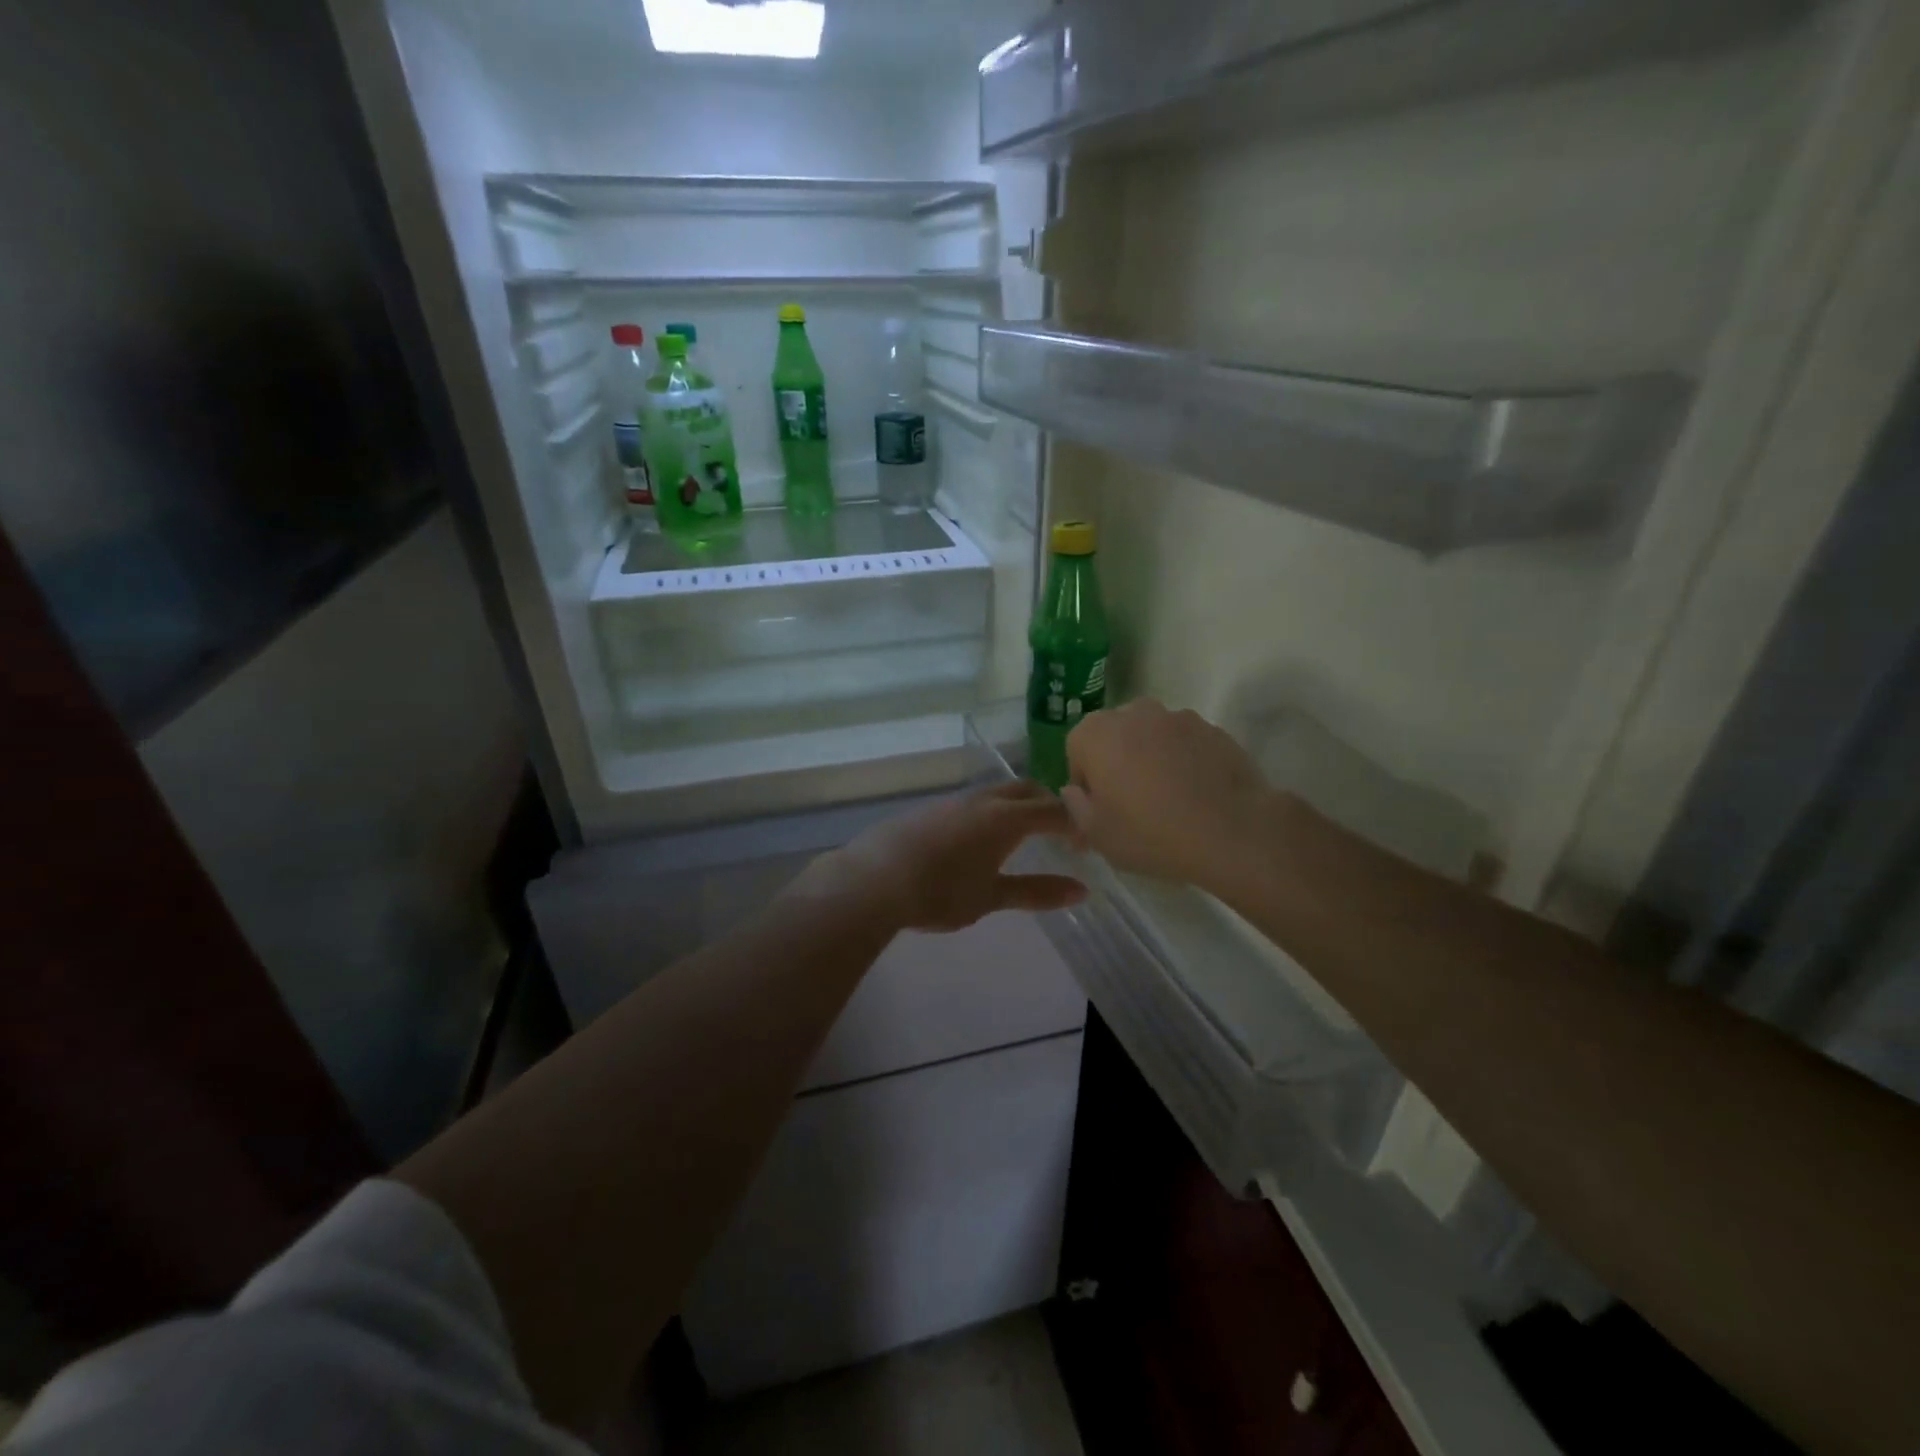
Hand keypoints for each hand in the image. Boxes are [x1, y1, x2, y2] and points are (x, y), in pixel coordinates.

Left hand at [789, 781, 1086, 932]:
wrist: (873, 880)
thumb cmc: (939, 893)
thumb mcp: (992, 897)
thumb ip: (1037, 891)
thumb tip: (1081, 890)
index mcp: (1005, 818)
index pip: (1053, 810)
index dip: (1075, 824)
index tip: (1086, 843)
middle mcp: (982, 800)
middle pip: (1026, 789)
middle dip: (1048, 805)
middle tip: (1060, 833)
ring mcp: (953, 801)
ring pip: (997, 792)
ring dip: (1017, 806)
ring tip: (1022, 835)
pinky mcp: (930, 809)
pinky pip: (973, 802)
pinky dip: (991, 812)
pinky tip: (979, 840)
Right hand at [1063, 699, 1281, 890]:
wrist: (1232, 831)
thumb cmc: (1151, 833)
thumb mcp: (1098, 835)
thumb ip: (1076, 807)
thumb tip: (1075, 792)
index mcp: (1096, 734)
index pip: (1076, 750)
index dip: (1086, 781)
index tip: (1101, 810)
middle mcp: (1133, 713)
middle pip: (1114, 736)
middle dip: (1117, 762)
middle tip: (1132, 804)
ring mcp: (1177, 717)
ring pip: (1151, 737)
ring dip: (1151, 759)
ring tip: (1169, 799)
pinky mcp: (1213, 729)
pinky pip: (1185, 744)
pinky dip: (1184, 761)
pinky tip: (1196, 794)